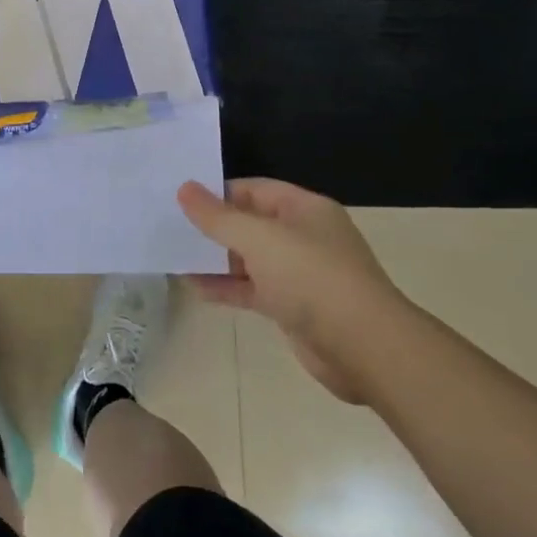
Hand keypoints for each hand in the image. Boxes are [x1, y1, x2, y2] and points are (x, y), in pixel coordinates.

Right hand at [177, 178, 405, 403]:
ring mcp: (300, 274)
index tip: (180, 199)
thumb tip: (184, 188)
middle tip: (171, 226)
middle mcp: (304, 236)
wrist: (364, 348)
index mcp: (304, 209)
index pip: (254, 189)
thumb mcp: (259, 239)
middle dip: (214, 226)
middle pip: (251, 223)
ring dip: (216, 258)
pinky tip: (194, 287)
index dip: (218, 192)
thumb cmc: (312, 278)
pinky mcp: (294, 307)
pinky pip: (253, 289)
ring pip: (250, 258)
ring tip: (175, 255)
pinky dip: (226, 287)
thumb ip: (218, 217)